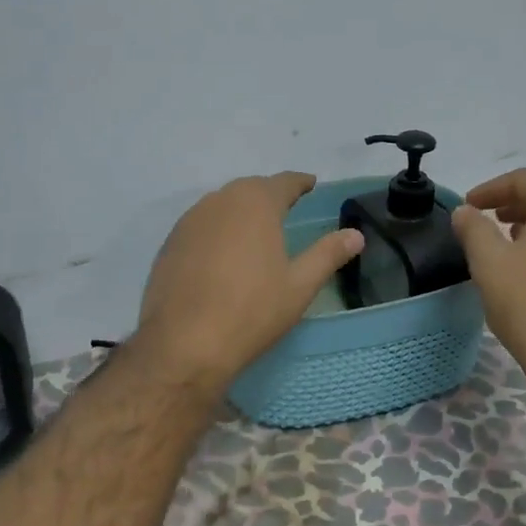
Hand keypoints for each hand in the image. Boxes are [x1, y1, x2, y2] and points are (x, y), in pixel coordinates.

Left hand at [134, 173, 363, 394]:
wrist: (185, 343)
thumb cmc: (252, 311)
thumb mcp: (299, 285)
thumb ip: (328, 254)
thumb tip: (355, 234)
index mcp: (256, 203)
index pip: (283, 182)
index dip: (299, 182)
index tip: (310, 183)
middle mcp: (220, 201)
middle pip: (250, 189)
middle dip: (269, 194)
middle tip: (285, 207)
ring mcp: (189, 221)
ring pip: (221, 205)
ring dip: (240, 210)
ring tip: (254, 228)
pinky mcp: (170, 243)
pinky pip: (200, 225)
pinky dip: (216, 230)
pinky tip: (222, 252)